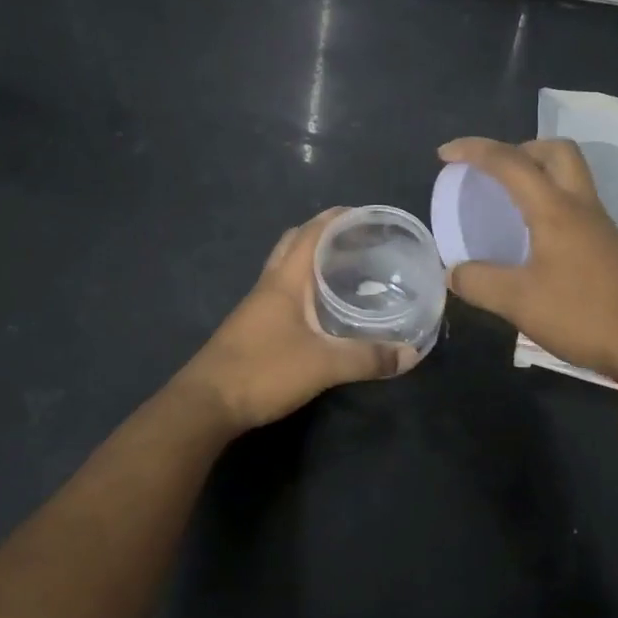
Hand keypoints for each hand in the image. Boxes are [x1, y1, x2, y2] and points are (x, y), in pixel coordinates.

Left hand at [180, 208, 421, 432]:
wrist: (207, 404)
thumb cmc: (263, 371)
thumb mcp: (323, 365)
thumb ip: (366, 358)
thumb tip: (410, 354)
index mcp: (284, 280)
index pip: (310, 233)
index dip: (335, 218)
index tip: (364, 214)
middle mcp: (270, 285)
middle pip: (294, 244)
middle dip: (324, 234)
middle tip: (357, 240)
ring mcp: (258, 306)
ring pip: (287, 269)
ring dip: (312, 260)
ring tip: (346, 268)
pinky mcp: (254, 327)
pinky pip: (284, 293)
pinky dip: (305, 287)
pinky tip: (323, 308)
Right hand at [439, 137, 617, 381]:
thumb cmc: (582, 315)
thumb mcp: (519, 302)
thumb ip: (479, 282)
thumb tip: (453, 272)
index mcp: (555, 210)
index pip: (510, 163)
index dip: (474, 151)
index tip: (445, 154)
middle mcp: (581, 206)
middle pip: (556, 151)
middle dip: (519, 149)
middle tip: (493, 172)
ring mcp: (601, 225)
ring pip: (571, 176)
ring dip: (538, 173)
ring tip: (508, 201)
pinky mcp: (610, 245)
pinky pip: (576, 204)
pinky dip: (551, 202)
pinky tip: (535, 236)